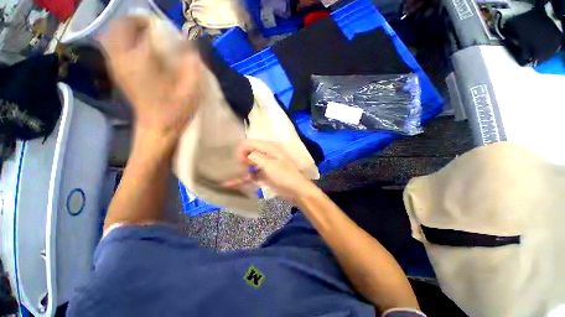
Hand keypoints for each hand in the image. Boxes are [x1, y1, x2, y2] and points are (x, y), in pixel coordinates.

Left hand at [100, 17, 200, 142]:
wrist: (157, 127)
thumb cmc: (175, 110)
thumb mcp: (190, 89)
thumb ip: (191, 64)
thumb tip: (191, 46)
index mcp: (141, 61)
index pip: (143, 29)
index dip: (157, 25)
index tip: (169, 31)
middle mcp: (123, 59)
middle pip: (120, 26)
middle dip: (136, 22)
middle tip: (153, 28)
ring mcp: (116, 66)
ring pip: (112, 35)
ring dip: (127, 30)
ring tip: (144, 36)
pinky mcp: (116, 72)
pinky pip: (112, 47)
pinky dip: (122, 40)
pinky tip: (137, 49)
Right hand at [225, 140, 319, 199]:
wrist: (295, 189)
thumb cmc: (284, 175)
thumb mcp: (269, 164)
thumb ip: (255, 156)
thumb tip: (244, 154)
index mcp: (268, 147)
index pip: (249, 143)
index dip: (241, 150)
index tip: (238, 162)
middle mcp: (266, 153)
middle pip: (248, 152)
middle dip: (240, 160)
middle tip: (238, 170)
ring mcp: (265, 164)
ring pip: (249, 163)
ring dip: (241, 169)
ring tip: (235, 177)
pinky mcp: (264, 173)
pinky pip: (252, 173)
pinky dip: (245, 177)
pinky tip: (234, 183)